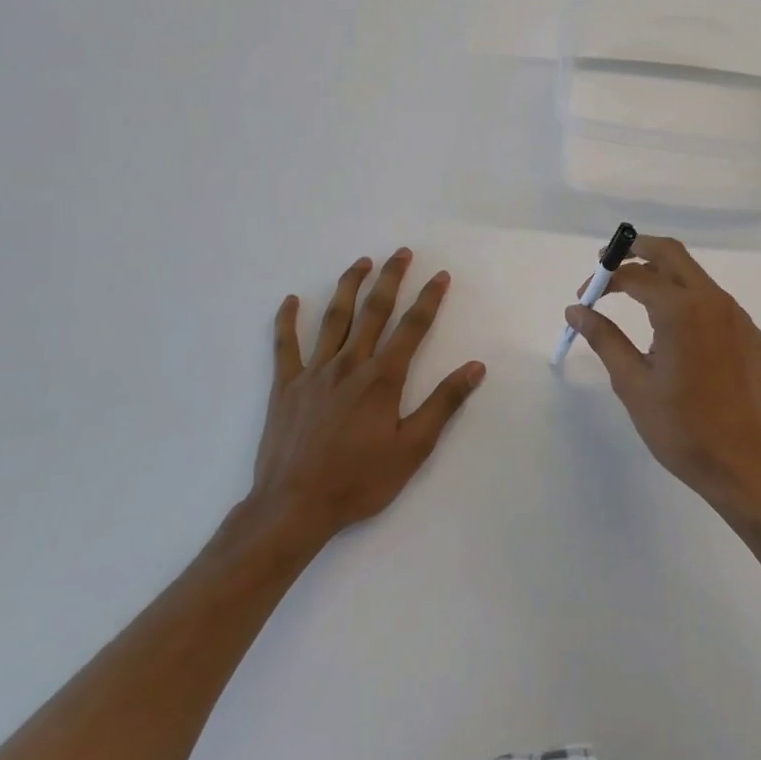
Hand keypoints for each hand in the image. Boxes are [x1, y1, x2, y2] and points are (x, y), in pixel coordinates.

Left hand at [245, 249, 485, 549]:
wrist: (294, 507)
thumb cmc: (359, 480)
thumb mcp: (413, 448)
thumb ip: (443, 404)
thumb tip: (475, 367)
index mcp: (382, 378)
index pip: (412, 327)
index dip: (429, 299)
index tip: (440, 275)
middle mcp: (349, 364)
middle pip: (374, 311)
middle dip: (391, 279)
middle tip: (401, 253)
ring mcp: (314, 372)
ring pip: (334, 319)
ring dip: (349, 286)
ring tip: (361, 262)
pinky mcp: (286, 386)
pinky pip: (285, 345)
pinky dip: (287, 320)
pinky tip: (292, 301)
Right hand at [563, 236, 760, 515]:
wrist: (742, 463)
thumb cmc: (680, 427)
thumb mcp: (632, 383)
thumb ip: (603, 338)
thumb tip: (576, 310)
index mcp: (681, 310)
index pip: (635, 276)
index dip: (604, 279)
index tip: (585, 297)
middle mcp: (713, 300)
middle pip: (671, 253)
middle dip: (637, 250)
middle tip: (609, 263)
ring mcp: (737, 315)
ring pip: (695, 275)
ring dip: (663, 274)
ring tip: (635, 294)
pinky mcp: (750, 333)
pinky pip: (714, 301)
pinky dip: (687, 299)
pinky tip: (674, 328)